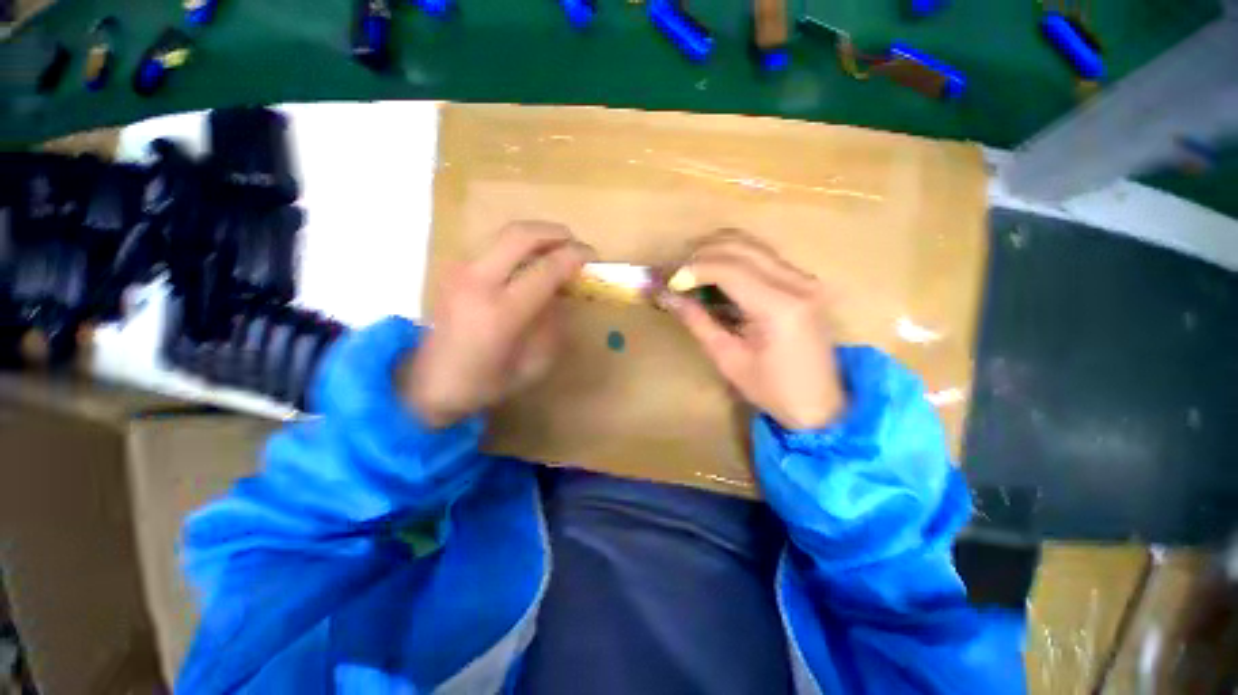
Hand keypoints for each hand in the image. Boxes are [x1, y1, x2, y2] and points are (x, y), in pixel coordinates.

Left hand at [403, 221, 592, 426]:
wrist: (429, 383)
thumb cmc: (486, 382)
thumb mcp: (534, 364)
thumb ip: (552, 324)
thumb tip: (561, 293)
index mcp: (501, 313)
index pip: (545, 269)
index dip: (574, 257)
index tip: (592, 257)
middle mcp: (477, 283)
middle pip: (520, 235)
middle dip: (555, 232)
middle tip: (575, 243)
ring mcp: (460, 271)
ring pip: (504, 234)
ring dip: (537, 237)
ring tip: (556, 252)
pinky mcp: (453, 270)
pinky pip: (493, 246)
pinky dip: (519, 246)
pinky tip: (530, 263)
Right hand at [662, 230, 844, 429]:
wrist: (819, 403)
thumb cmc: (771, 390)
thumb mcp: (727, 358)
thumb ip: (697, 321)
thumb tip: (667, 295)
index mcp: (780, 307)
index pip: (730, 269)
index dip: (694, 269)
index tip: (671, 281)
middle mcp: (798, 283)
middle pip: (742, 247)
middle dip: (703, 253)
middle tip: (677, 272)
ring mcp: (805, 279)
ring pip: (753, 246)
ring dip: (718, 251)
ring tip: (691, 270)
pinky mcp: (804, 282)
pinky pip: (763, 257)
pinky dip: (734, 259)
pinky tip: (715, 274)